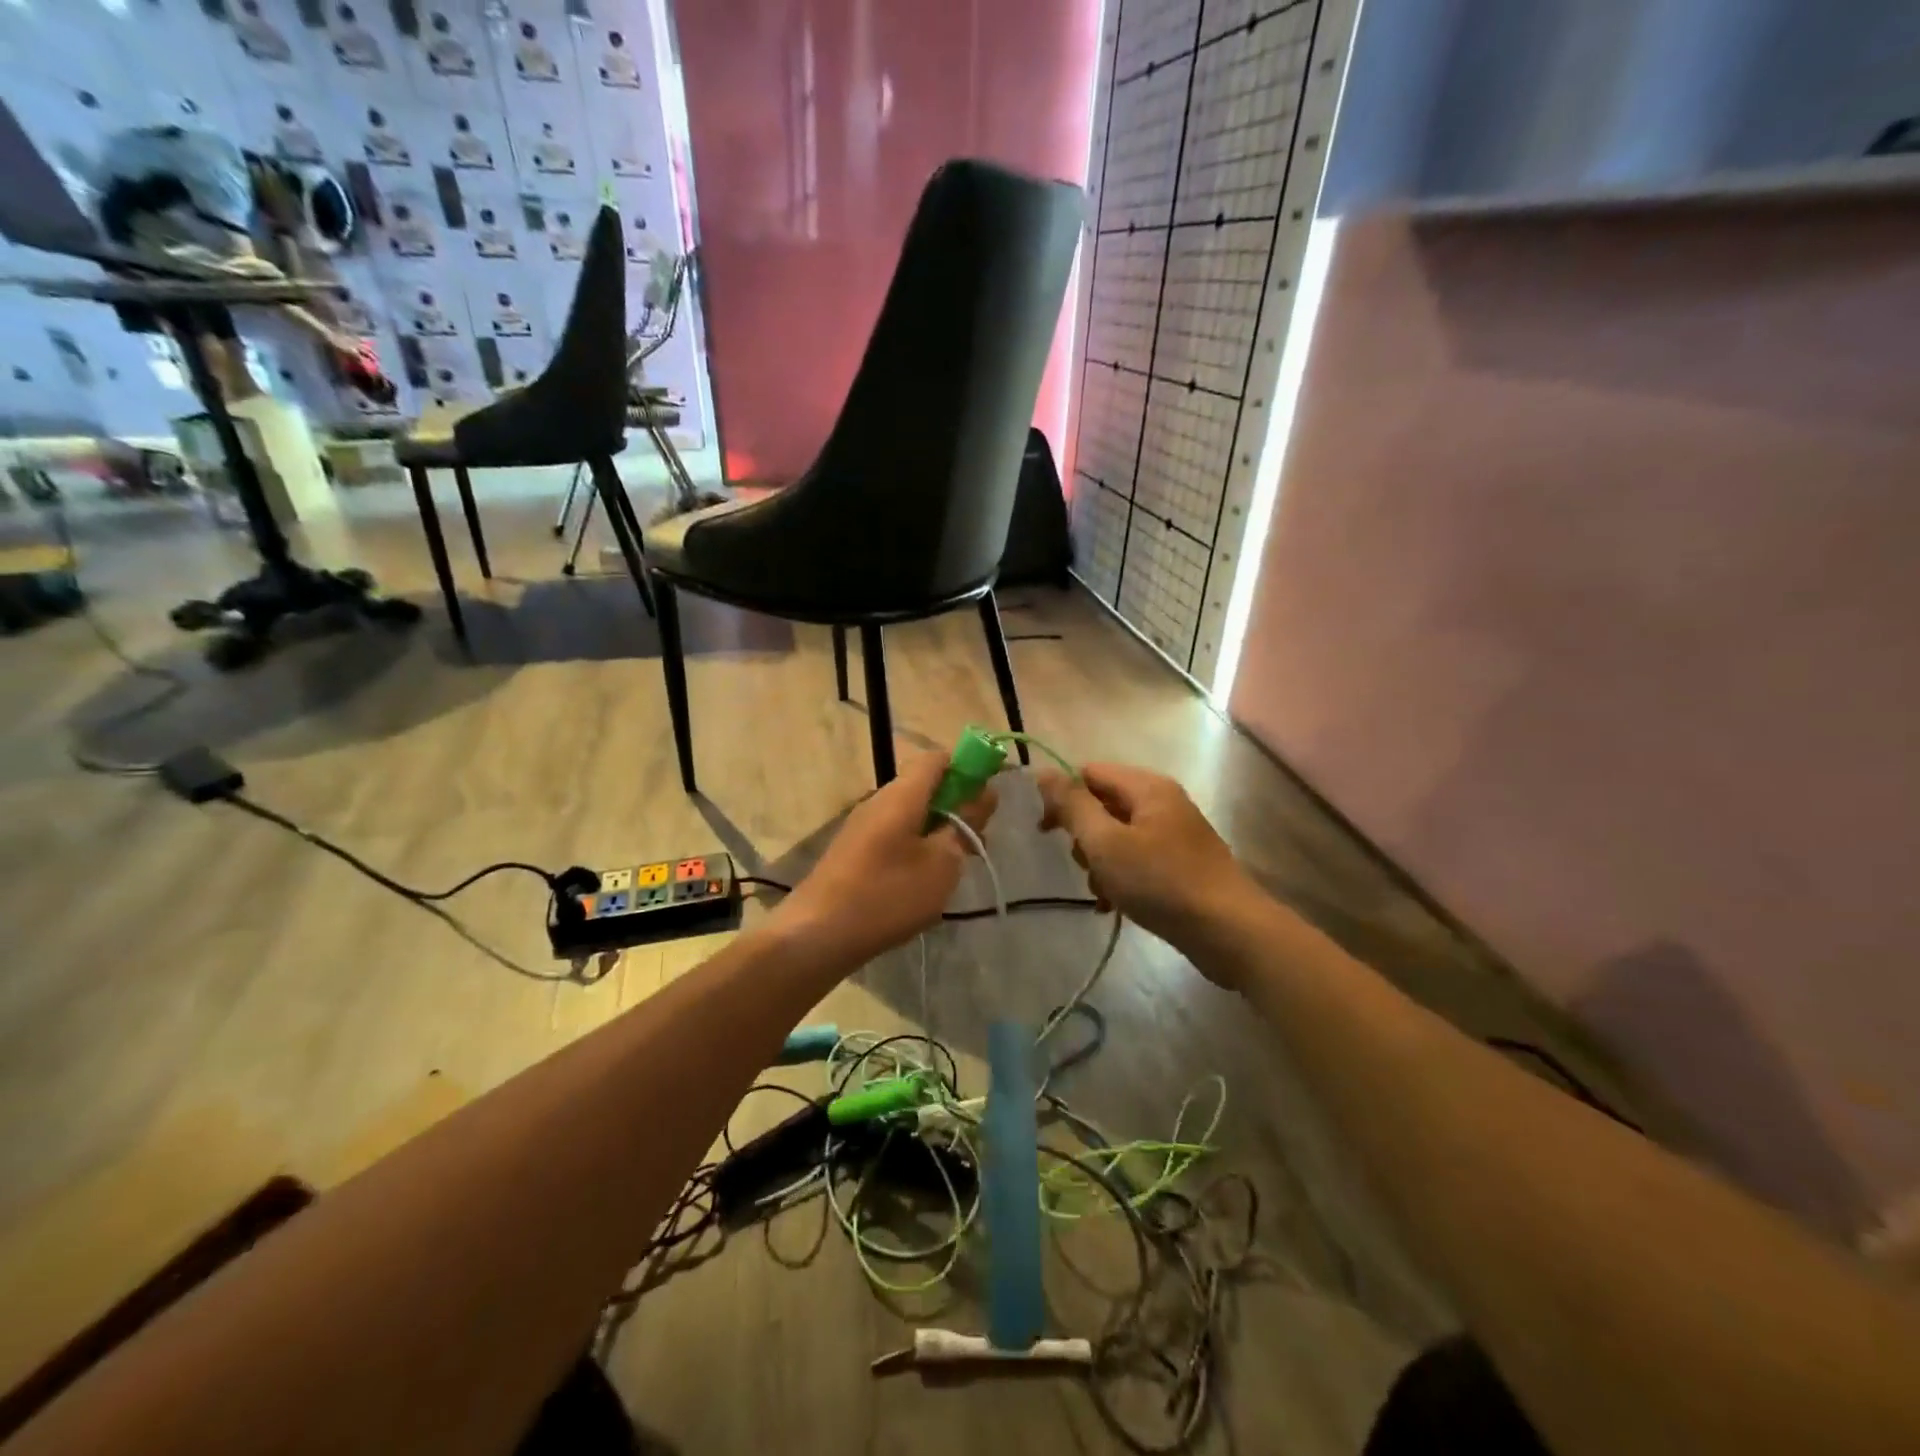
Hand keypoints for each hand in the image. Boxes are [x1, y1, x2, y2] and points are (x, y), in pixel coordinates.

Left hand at [776, 751, 998, 968]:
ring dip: (937, 830)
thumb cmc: (888, 895)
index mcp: (902, 795)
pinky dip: (915, 847)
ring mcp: (861, 827)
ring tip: (954, 865)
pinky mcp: (852, 852)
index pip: (936, 759)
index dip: (966, 767)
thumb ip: (965, 825)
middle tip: (976, 840)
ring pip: (909, 813)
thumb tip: (984, 794)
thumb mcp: (942, 863)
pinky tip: (922, 881)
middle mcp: (878, 801)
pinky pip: (893, 835)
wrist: (817, 935)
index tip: (987, 796)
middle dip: (955, 805)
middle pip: (923, 786)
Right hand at [1036, 763, 1253, 982]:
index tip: (1046, 832)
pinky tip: (1114, 906)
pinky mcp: (1180, 864)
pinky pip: (1137, 860)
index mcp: (1147, 787)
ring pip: (1117, 837)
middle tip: (1085, 866)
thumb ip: (1073, 806)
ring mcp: (1174, 834)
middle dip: (1085, 837)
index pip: (1089, 773)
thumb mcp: (1106, 843)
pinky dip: (1121, 878)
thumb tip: (1044, 773)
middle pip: (1103, 805)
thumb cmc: (1161, 882)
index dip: (1063, 797)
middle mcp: (1162, 802)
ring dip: (1100, 864)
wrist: (1229, 931)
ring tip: (1104, 893)